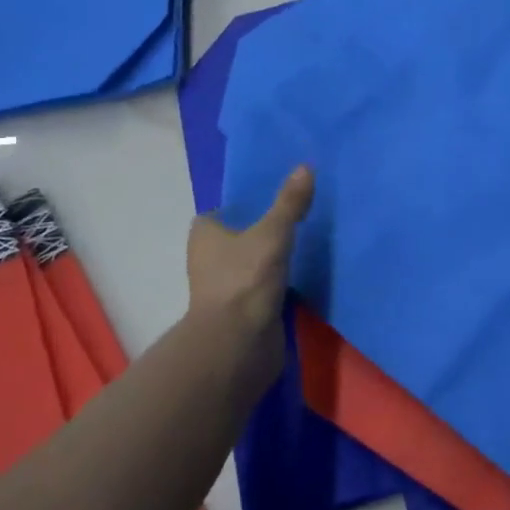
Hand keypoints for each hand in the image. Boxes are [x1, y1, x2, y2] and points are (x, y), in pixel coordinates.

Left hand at [186, 166, 315, 351]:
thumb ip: (290, 203)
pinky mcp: (242, 312)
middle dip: (260, 231)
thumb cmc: (245, 279)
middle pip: (236, 238)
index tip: (272, 199)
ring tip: (305, 243)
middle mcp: (208, 260)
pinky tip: (303, 274)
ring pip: (250, 264)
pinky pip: (263, 288)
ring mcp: (224, 288)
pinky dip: (278, 282)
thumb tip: (305, 166)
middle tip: (295, 217)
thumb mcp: (273, 233)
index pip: (219, 213)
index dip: (241, 206)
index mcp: (204, 235)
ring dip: (270, 259)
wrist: (239, 344)